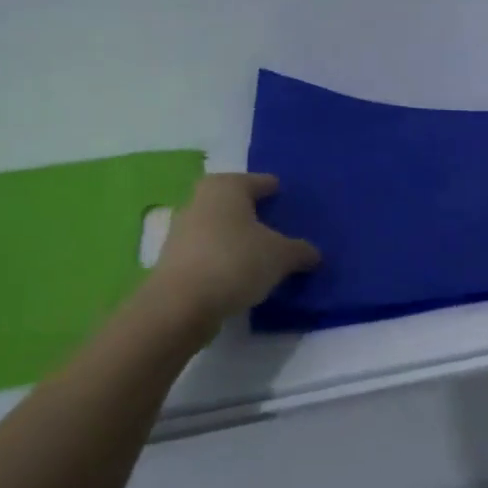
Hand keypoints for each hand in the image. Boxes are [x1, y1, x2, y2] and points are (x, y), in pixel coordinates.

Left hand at [146, 173, 319, 325]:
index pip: (260, 182)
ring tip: (262, 254)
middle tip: (279, 227)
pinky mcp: (174, 259)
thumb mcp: (281, 256)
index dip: (277, 192)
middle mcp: (200, 200)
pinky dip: (224, 257)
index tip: (289, 202)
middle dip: (255, 214)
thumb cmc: (235, 262)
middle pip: (236, 203)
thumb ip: (301, 251)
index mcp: (227, 187)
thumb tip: (313, 254)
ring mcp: (182, 229)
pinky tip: (240, 274)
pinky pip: (209, 251)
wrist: (180, 305)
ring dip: (238, 238)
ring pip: (220, 227)